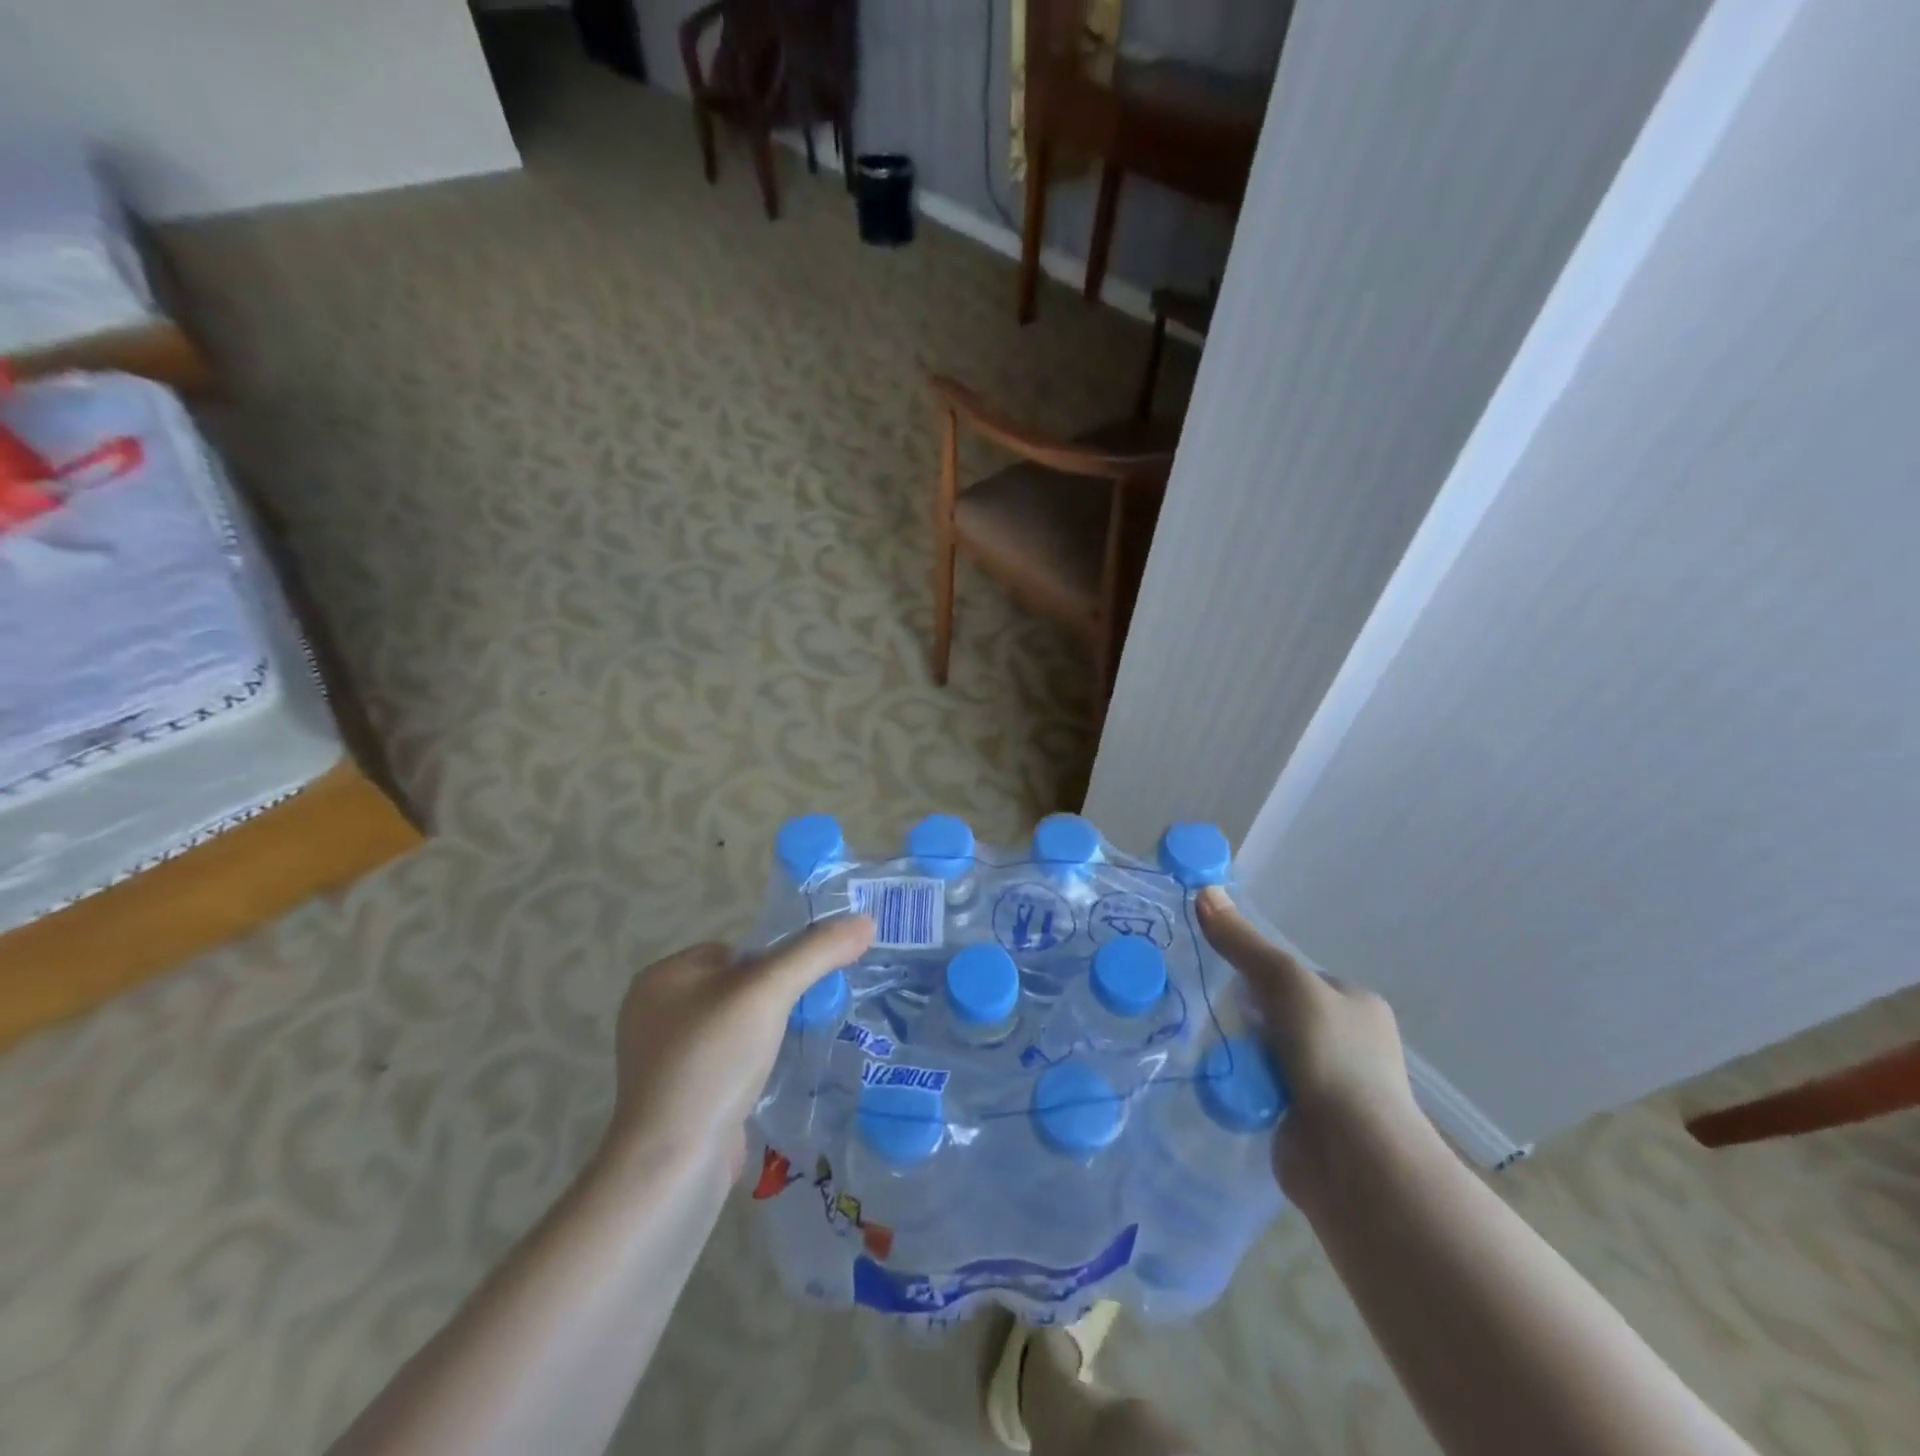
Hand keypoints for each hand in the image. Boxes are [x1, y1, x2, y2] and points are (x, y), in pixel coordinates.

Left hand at [601, 916, 875, 1179]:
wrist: (672, 1165)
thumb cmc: (712, 1061)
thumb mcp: (769, 992)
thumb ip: (817, 952)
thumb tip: (866, 921)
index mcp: (661, 977)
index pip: (734, 951)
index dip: (772, 966)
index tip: (800, 990)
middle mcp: (652, 1013)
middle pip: (736, 989)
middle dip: (772, 1003)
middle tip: (802, 1020)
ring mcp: (661, 1061)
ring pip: (733, 1029)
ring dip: (764, 1037)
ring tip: (791, 1051)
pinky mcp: (676, 1098)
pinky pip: (725, 1065)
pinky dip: (750, 1069)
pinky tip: (770, 1082)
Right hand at [1196, 887, 1432, 1206]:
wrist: (1354, 1160)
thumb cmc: (1331, 1057)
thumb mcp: (1285, 983)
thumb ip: (1243, 943)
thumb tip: (1204, 891)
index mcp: (1355, 1003)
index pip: (1294, 975)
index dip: (1257, 974)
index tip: (1226, 981)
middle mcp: (1348, 1041)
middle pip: (1277, 1013)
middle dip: (1246, 1017)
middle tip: (1212, 1016)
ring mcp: (1330, 1084)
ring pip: (1267, 1052)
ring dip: (1241, 1052)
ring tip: (1211, 1050)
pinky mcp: (1307, 1121)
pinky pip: (1263, 1088)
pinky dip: (1243, 1086)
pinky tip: (1222, 1084)